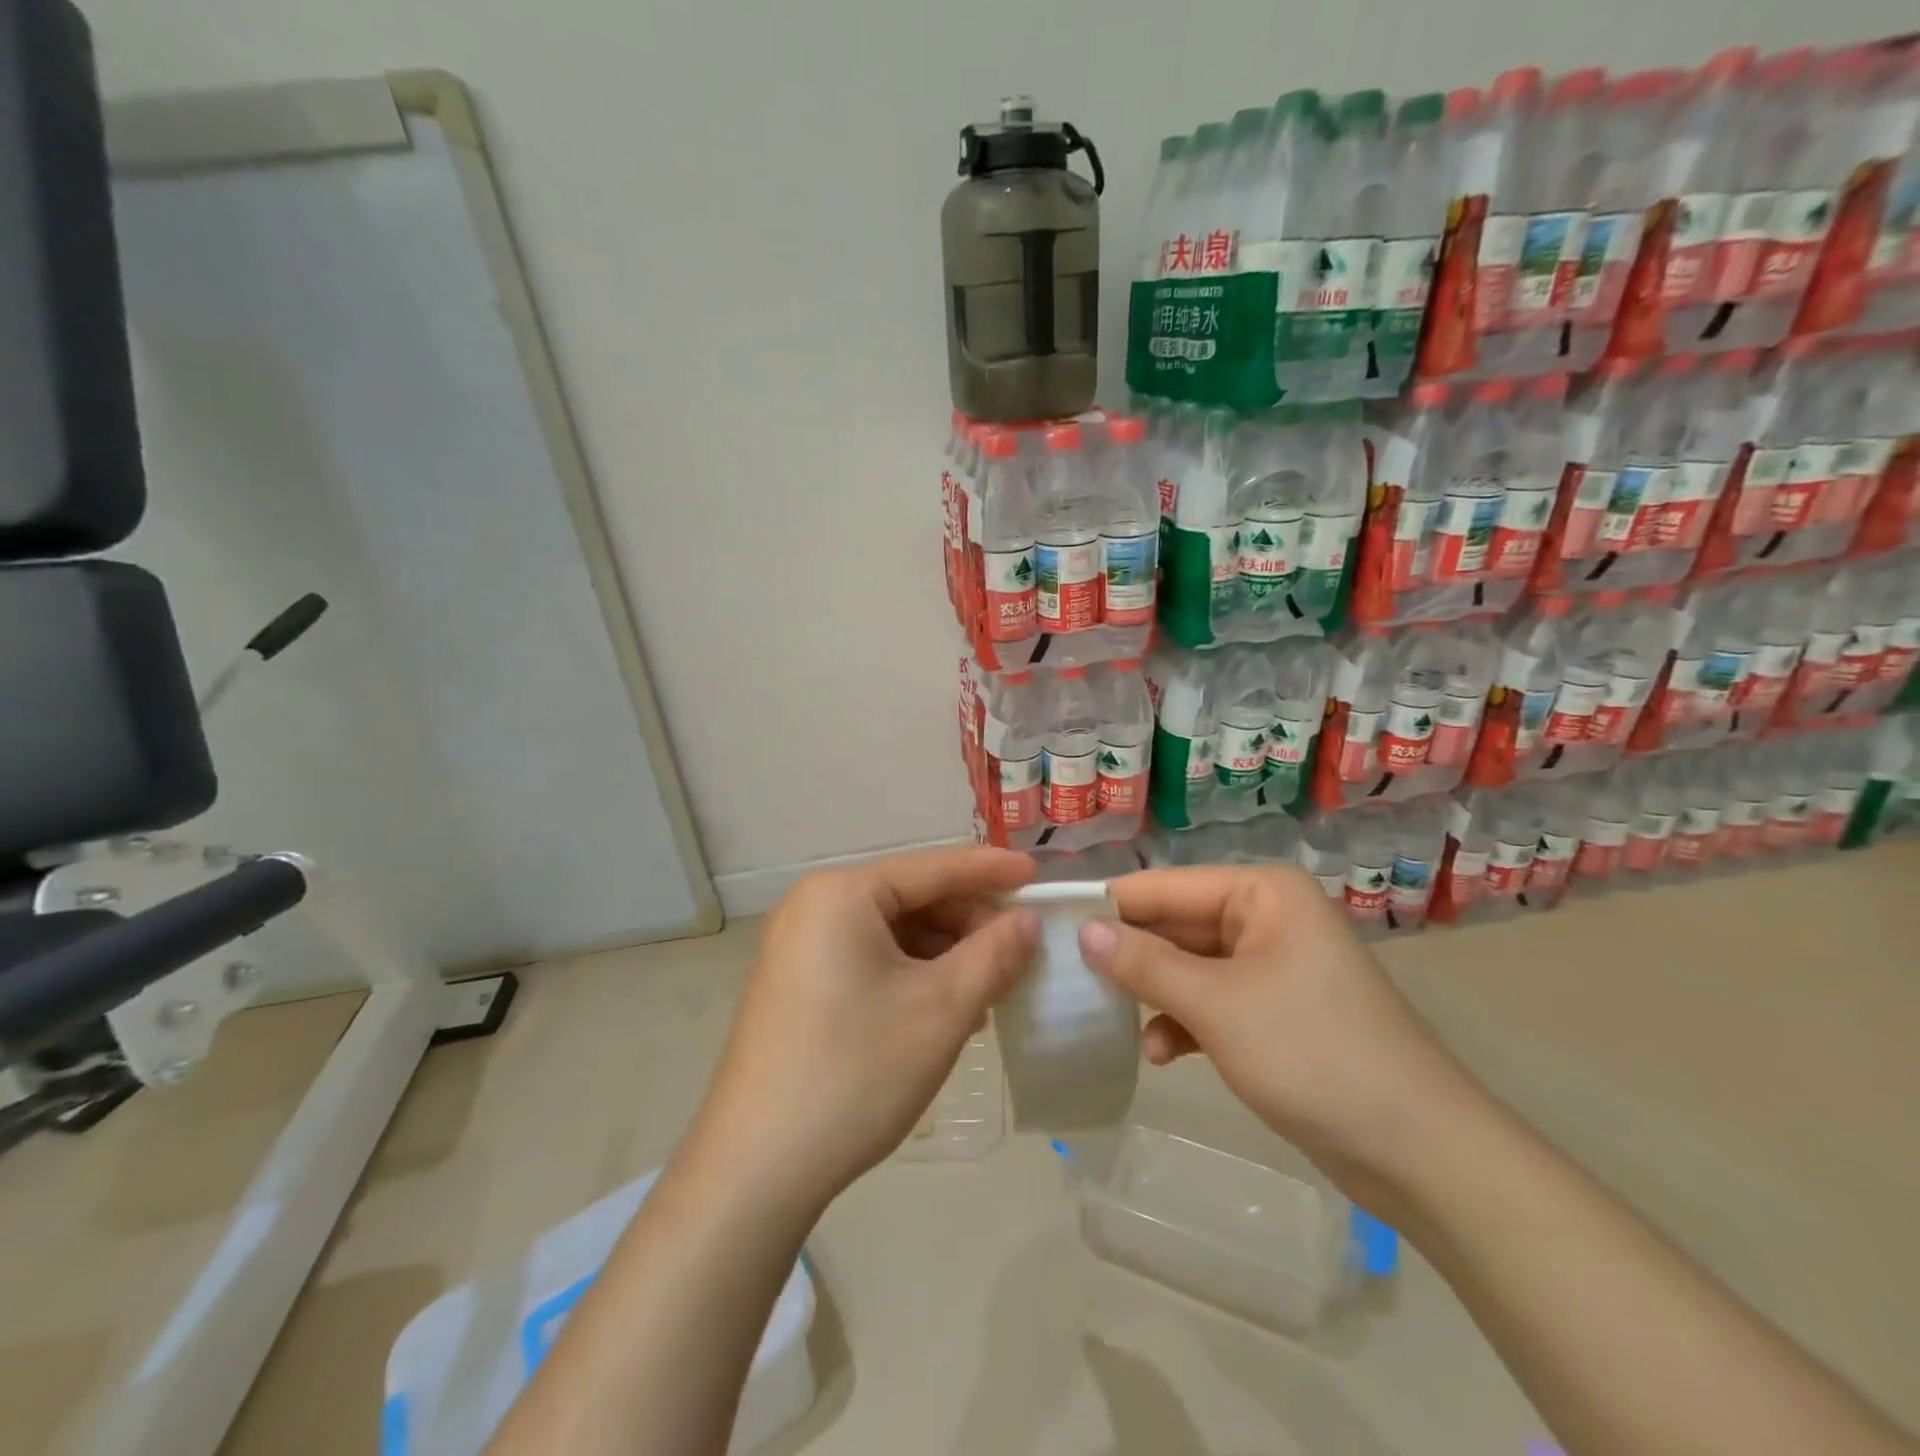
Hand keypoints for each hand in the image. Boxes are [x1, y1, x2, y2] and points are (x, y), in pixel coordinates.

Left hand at [681, 846, 1038, 1217]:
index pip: (932, 867)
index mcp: (842, 894)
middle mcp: (814, 906)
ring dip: (943, 953)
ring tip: (988, 989)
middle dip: (967, 922)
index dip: (990, 871)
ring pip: (891, 931)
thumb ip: (993, 954)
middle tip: (1017, 954)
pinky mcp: (796, 984)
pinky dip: (911, 973)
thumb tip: (1026, 922)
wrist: (755, 1169)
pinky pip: (867, 958)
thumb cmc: (856, 1073)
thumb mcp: (941, 1009)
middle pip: (910, 897)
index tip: (1038, 874)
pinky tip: (942, 1007)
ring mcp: (798, 946)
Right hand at [1078, 865, 1479, 1211]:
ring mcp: (1272, 966)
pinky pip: (1212, 1002)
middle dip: (1129, 955)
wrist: (1418, 1152)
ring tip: (1107, 1017)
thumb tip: (1082, 930)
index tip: (1051, 924)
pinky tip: (1158, 1054)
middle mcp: (1266, 917)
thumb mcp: (1217, 1005)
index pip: (1165, 886)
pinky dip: (1183, 1022)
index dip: (1110, 905)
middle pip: (1176, 925)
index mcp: (1261, 892)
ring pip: (1190, 967)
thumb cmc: (1312, 1054)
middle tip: (1067, 977)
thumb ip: (1145, 963)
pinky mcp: (1274, 1012)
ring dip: (1153, 994)